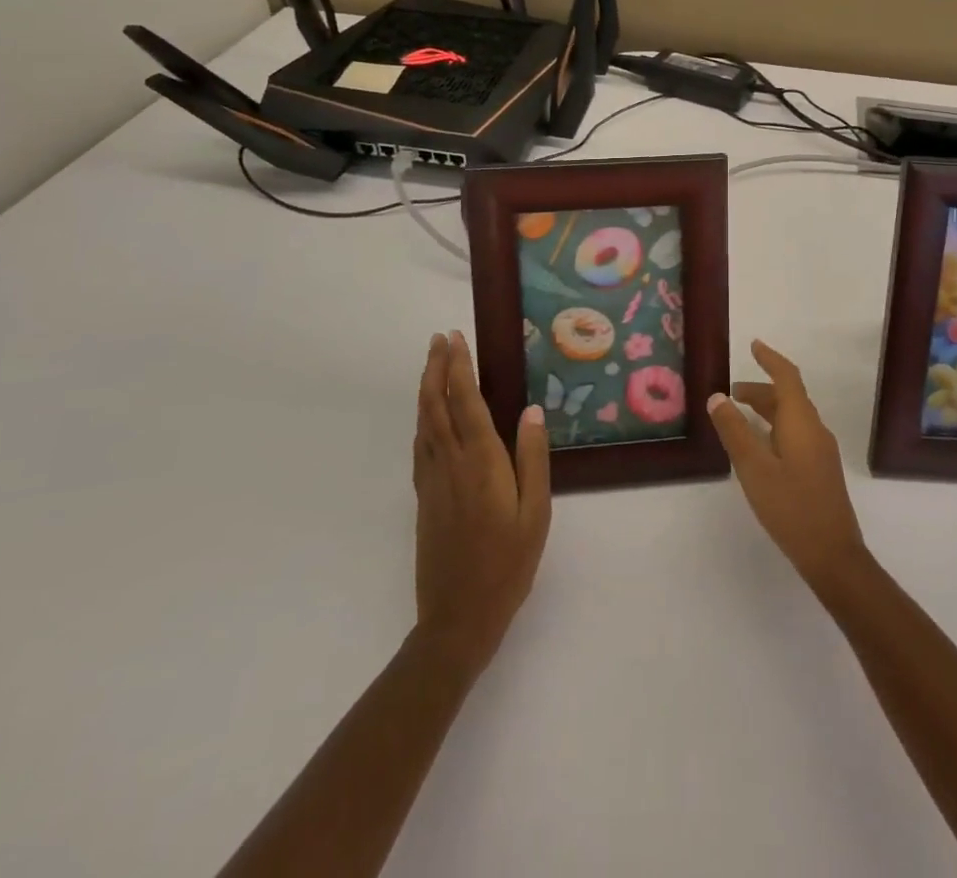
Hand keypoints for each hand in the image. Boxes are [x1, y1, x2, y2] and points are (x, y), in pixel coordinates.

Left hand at [412, 331, 550, 676]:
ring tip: (431, 364)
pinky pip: (420, 445)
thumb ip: (534, 459)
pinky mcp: (423, 498)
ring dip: (426, 388)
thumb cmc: (507, 565)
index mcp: (481, 463)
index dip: (458, 367)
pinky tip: (428, 416)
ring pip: (424, 423)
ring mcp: (432, 481)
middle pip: (436, 405)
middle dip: (436, 368)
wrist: (457, 619)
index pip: (466, 402)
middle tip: (438, 338)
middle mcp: (451, 463)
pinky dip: (422, 419)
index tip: (455, 338)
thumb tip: (533, 410)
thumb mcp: (536, 513)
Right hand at [708, 340, 868, 591]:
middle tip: (730, 393)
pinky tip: (759, 447)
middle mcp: (815, 429)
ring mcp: (821, 451)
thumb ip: (734, 431)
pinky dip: (774, 427)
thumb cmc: (791, 507)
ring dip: (766, 410)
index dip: (770, 359)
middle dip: (760, 389)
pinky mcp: (820, 470)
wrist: (833, 555)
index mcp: (801, 422)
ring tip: (738, 416)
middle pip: (788, 397)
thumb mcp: (754, 468)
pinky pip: (796, 434)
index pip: (787, 377)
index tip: (753, 345)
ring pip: (792, 417)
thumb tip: (717, 397)